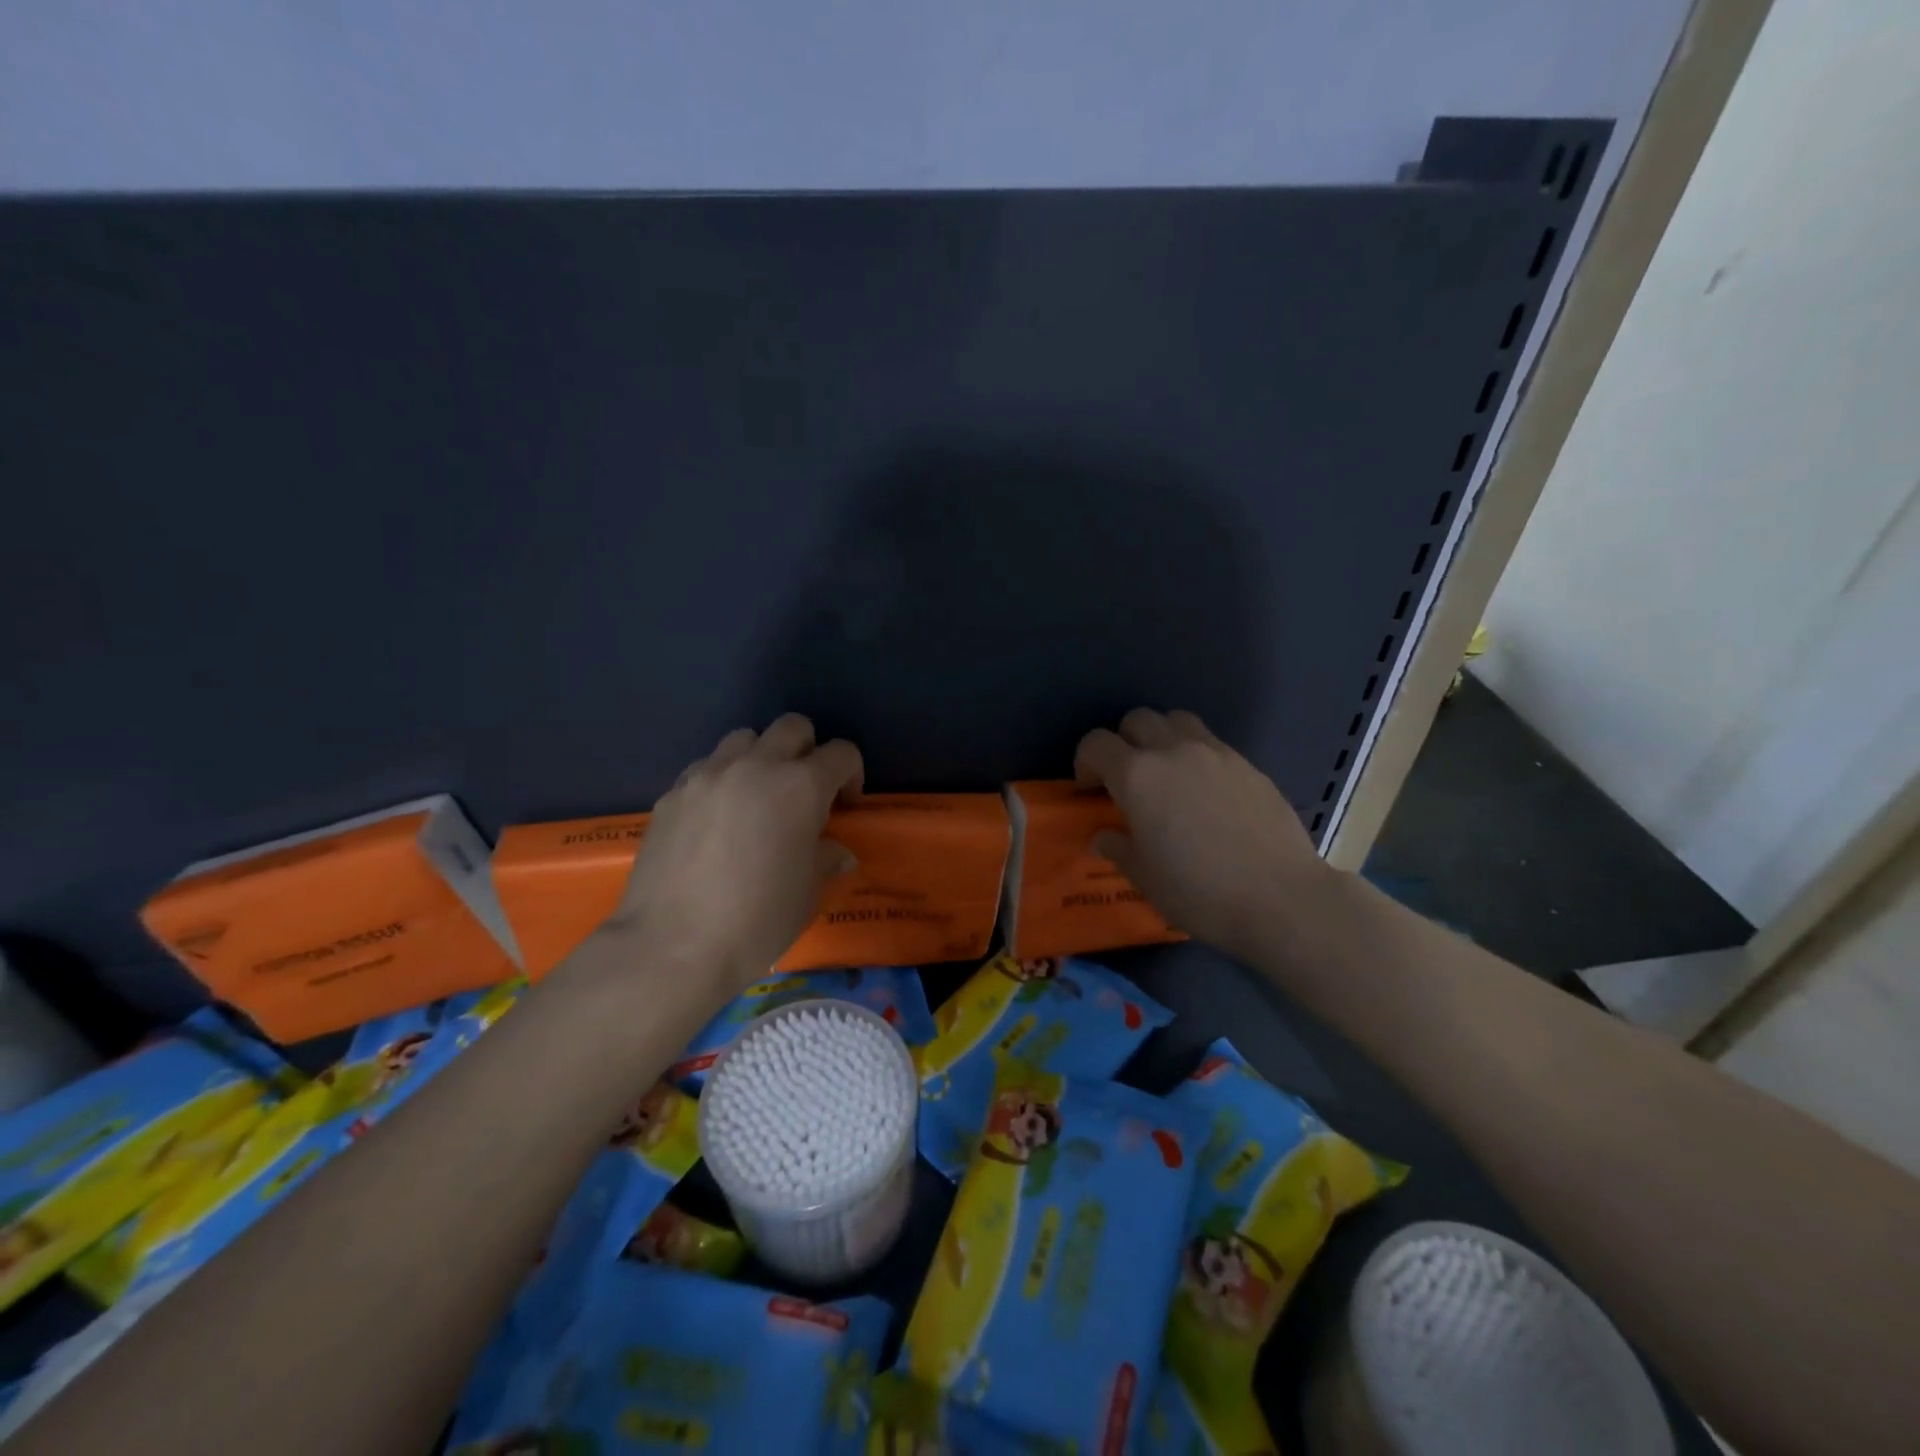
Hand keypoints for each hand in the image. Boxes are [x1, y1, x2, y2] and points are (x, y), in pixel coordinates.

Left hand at [612, 715, 863, 992]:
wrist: (672, 946)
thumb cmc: (757, 920)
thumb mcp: (808, 893)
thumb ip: (826, 859)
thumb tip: (835, 852)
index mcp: (800, 786)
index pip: (841, 753)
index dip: (852, 774)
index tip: (845, 806)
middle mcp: (756, 766)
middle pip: (792, 727)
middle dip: (808, 750)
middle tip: (804, 791)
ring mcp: (708, 775)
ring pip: (744, 738)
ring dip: (760, 758)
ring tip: (756, 798)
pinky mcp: (672, 793)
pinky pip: (705, 767)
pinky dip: (721, 780)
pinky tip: (715, 820)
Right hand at [1074, 709, 1328, 963]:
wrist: (1281, 898)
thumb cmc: (1199, 891)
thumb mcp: (1144, 877)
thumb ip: (1117, 847)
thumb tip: (1103, 836)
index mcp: (1137, 776)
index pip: (1096, 743)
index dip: (1085, 762)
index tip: (1091, 790)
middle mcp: (1173, 751)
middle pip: (1137, 720)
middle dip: (1123, 743)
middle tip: (1127, 780)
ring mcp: (1215, 753)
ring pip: (1177, 721)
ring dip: (1161, 738)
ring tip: (1167, 775)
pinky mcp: (1248, 764)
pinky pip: (1211, 742)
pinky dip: (1196, 755)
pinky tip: (1205, 793)